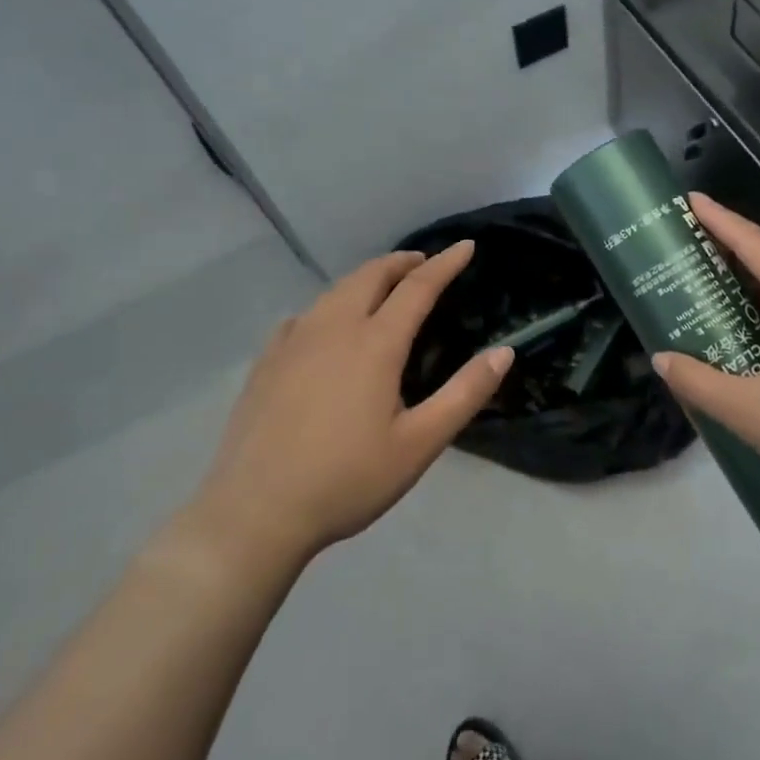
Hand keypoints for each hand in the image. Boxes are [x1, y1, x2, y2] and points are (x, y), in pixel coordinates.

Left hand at [187, 241, 511, 568]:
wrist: (254, 513)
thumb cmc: (346, 480)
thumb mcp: (419, 444)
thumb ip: (465, 394)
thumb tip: (505, 352)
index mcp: (375, 343)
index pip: (418, 287)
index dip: (445, 263)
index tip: (466, 246)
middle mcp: (333, 327)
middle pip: (371, 275)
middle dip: (402, 262)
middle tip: (424, 263)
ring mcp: (294, 341)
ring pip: (336, 290)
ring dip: (367, 278)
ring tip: (385, 287)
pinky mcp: (267, 360)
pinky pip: (306, 314)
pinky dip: (331, 305)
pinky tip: (328, 325)